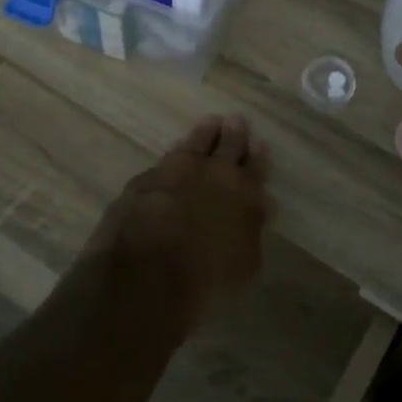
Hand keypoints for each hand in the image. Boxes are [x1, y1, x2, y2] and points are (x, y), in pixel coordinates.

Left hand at [70, 114, 271, 334]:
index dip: (258, 156)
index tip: (258, 144)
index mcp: (244, 194)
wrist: (146, 275)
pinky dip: (172, 155)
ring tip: (209, 125)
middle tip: (235, 120)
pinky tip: (172, 155)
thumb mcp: (244, 265)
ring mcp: (175, 171)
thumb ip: (249, 232)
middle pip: (227, 145)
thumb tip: (252, 214)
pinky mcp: (143, 180)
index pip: (256, 167)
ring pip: (194, 144)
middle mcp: (213, 174)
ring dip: (203, 135)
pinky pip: (165, 160)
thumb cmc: (207, 280)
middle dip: (233, 134)